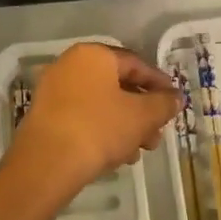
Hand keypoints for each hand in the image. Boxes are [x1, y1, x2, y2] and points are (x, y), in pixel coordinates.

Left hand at [9, 43, 181, 200]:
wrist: (46, 165)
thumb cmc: (98, 129)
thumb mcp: (141, 116)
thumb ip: (163, 103)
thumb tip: (175, 98)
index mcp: (94, 55)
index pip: (136, 63)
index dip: (159, 83)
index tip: (173, 102)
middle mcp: (70, 65)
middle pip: (117, 85)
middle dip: (142, 111)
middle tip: (157, 133)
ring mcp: (54, 90)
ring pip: (101, 103)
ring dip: (125, 124)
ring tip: (139, 150)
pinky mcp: (45, 116)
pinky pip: (83, 116)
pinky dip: (103, 130)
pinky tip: (117, 156)